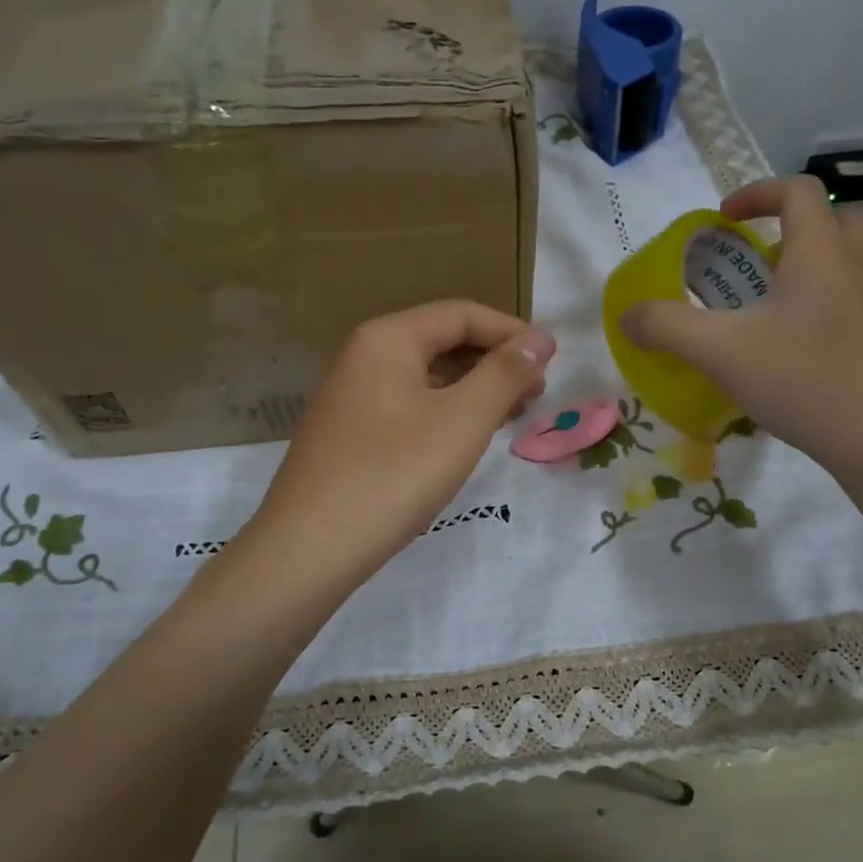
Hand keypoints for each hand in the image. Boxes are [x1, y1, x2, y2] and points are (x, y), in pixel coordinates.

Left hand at [250, 300, 555, 586]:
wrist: (309, 547)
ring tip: (511, 414)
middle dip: (494, 361)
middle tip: (537, 391)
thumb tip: (535, 343)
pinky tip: (465, 437)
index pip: (461, 314)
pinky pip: (408, 405)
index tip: (553, 359)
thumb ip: (503, 375)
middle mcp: (363, 356)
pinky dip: (445, 411)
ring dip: (473, 388)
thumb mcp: (462, 421)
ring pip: (425, 377)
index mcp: (387, 339)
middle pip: (442, 341)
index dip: (512, 332)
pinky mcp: (348, 432)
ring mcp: (351, 396)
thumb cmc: (393, 476)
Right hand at [619, 175, 862, 492]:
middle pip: (837, 222)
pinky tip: (796, 361)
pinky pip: (855, 311)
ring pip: (850, 270)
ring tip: (769, 317)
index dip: (757, 193)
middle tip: (757, 264)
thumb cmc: (805, 380)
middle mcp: (859, 270)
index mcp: (820, 254)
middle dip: (794, 231)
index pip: (798, 192)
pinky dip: (824, 316)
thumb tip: (627, 316)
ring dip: (811, 275)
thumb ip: (668, 328)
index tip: (723, 219)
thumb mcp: (721, 352)